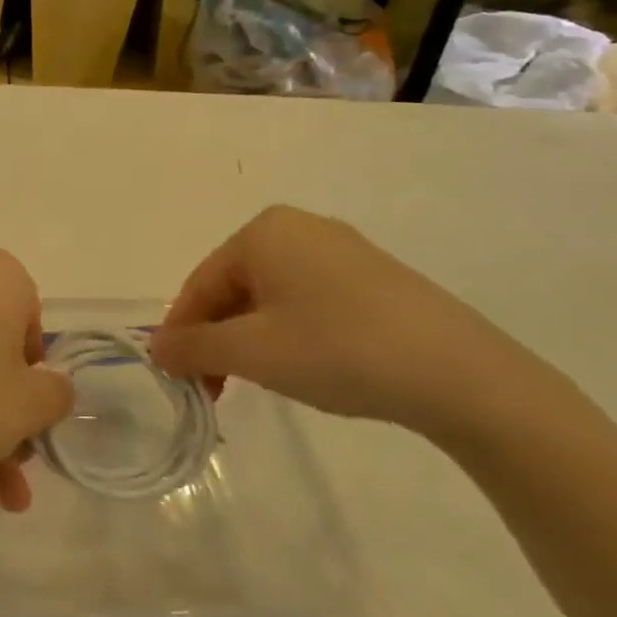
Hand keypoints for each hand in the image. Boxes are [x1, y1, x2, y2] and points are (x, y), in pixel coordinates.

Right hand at [149, 207, 552, 437]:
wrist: (461, 374)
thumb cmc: (339, 350)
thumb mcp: (253, 353)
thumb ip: (193, 347)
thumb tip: (155, 348)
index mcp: (264, 231)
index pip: (200, 284)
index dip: (181, 333)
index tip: (176, 379)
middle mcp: (298, 227)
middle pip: (233, 287)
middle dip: (218, 338)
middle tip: (214, 389)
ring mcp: (341, 250)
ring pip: (270, 295)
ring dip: (250, 339)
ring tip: (256, 382)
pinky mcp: (373, 277)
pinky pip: (308, 299)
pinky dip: (289, 333)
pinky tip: (303, 366)